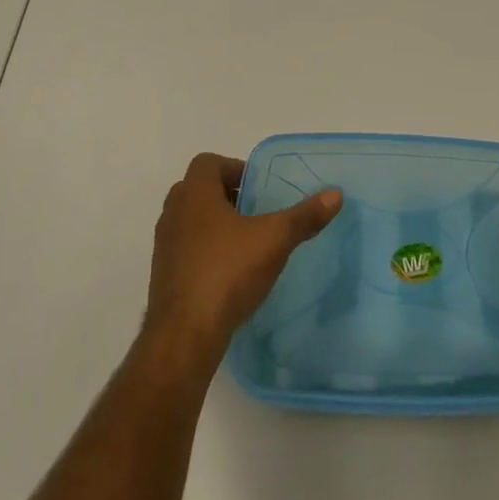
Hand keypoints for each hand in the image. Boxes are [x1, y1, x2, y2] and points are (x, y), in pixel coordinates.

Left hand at [144, 153, 342, 361]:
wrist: (183, 336)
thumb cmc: (227, 272)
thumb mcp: (274, 240)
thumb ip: (304, 216)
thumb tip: (336, 194)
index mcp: (194, 194)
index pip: (207, 162)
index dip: (233, 168)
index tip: (257, 189)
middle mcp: (174, 213)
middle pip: (197, 189)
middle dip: (225, 196)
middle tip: (254, 213)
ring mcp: (164, 246)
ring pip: (189, 221)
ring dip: (213, 225)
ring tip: (244, 244)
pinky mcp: (163, 277)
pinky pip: (184, 251)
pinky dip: (204, 253)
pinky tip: (228, 274)